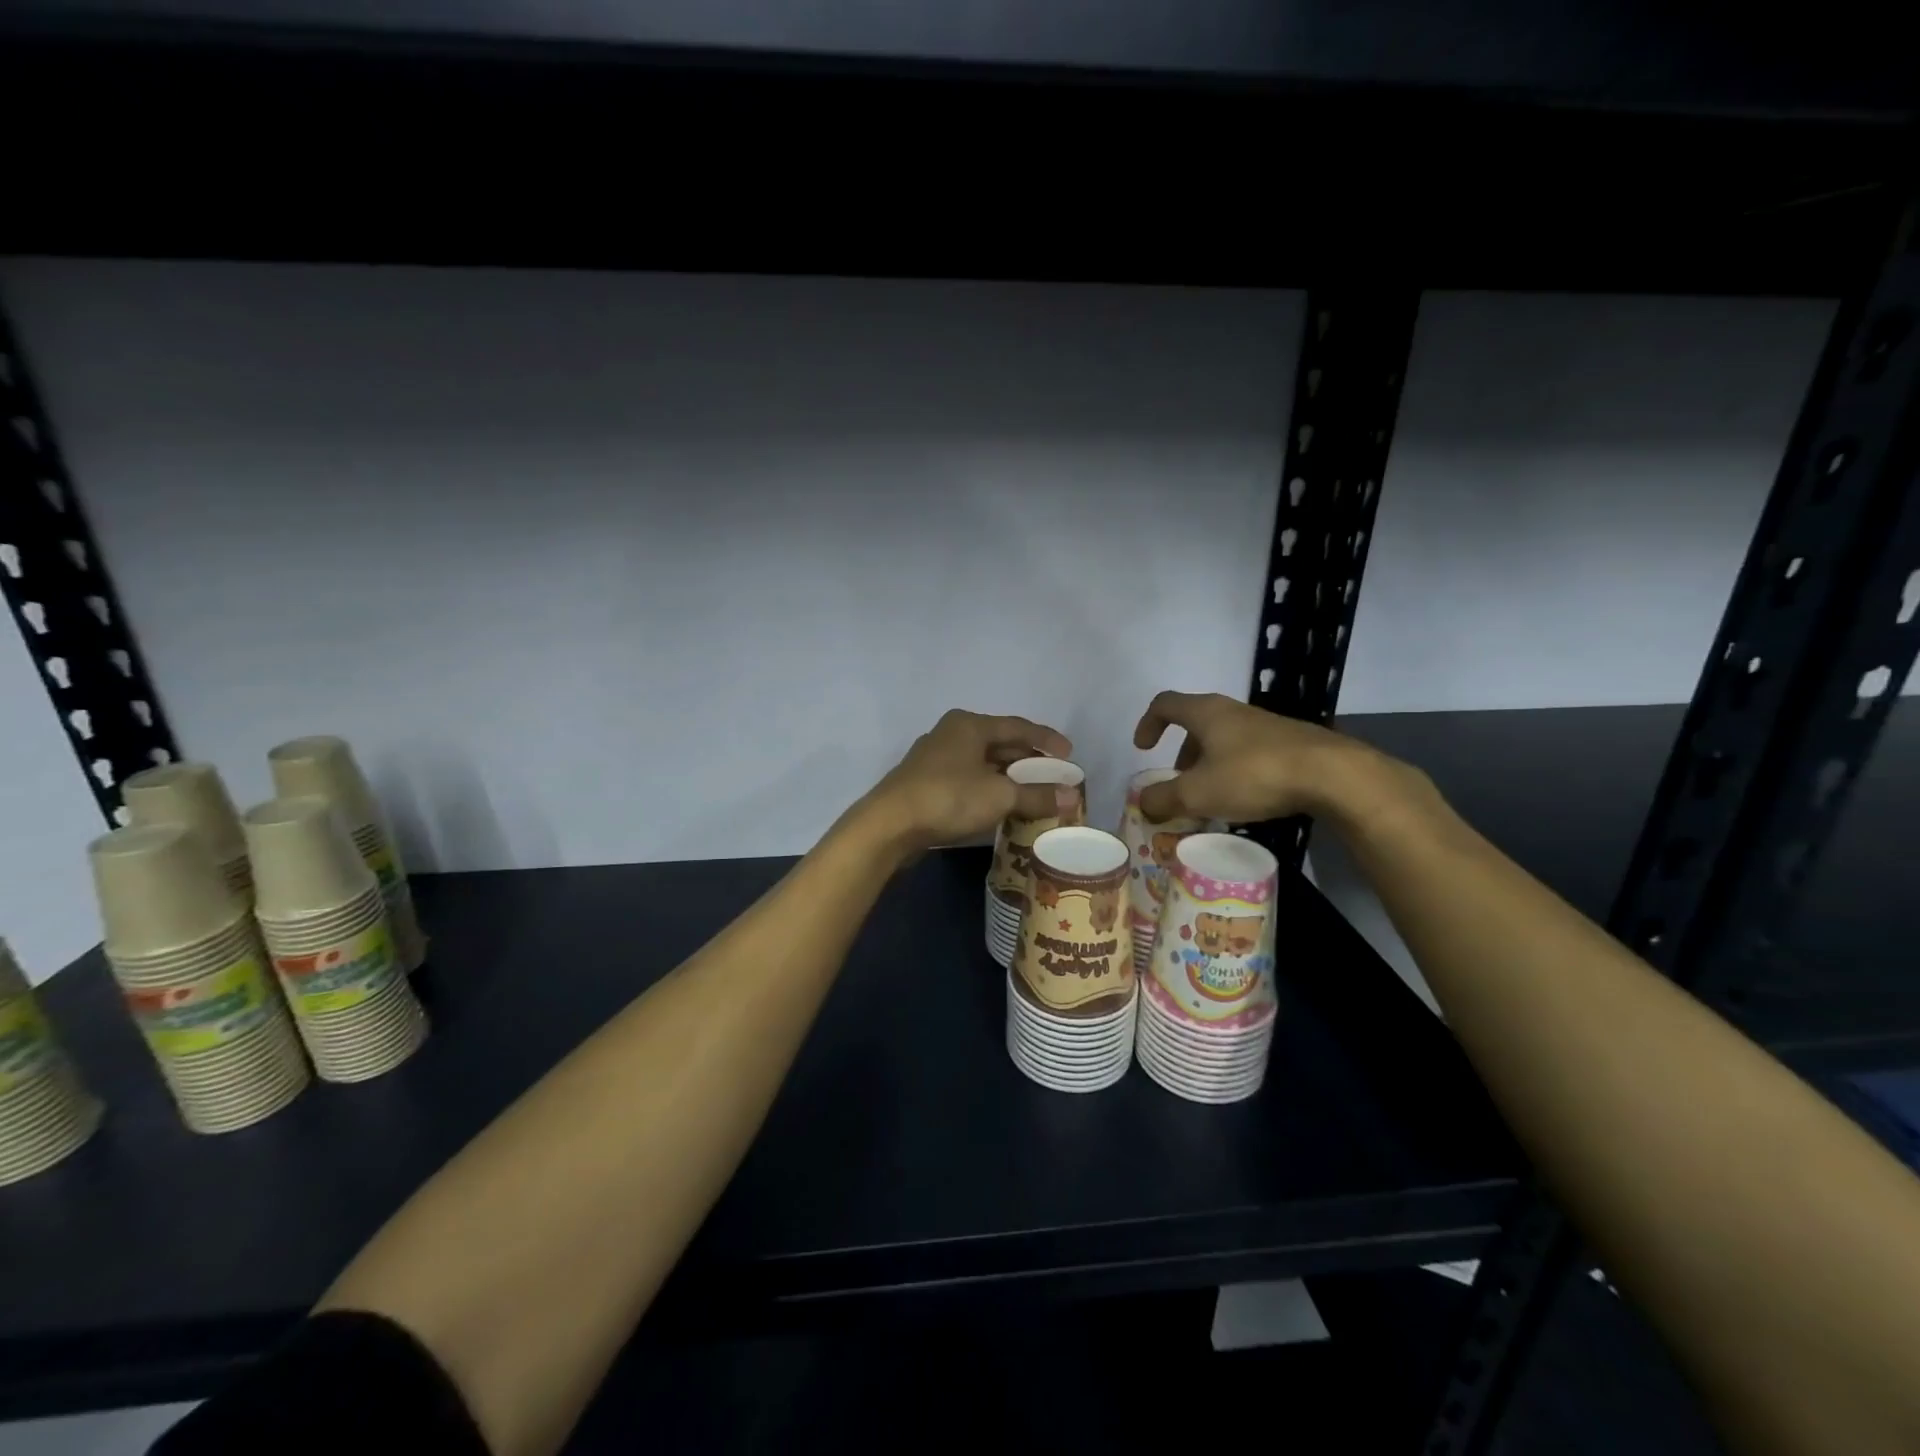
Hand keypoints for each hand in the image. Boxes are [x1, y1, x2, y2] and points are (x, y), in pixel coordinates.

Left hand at [860, 710, 1073, 854]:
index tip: (1069, 754)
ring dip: (1008, 777)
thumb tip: (1073, 796)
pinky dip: (988, 788)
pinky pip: (967, 779)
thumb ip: (1037, 795)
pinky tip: (999, 805)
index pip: (1018, 727)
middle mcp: (951, 734)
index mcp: (969, 725)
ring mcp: (934, 759)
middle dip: (1028, 760)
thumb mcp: (1000, 796)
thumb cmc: (948, 798)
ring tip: (1032, 792)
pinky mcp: (924, 783)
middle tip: (1053, 776)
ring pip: (982, 763)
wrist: (889, 825)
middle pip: (999, 743)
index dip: (1046, 740)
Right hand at [1130, 690, 1367, 824]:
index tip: (1143, 749)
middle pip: (1196, 723)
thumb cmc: (1253, 775)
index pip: (1166, 704)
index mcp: (1206, 713)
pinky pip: (1250, 752)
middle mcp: (1234, 711)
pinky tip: (1246, 800)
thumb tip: (1144, 803)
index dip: (1148, 723)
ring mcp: (1265, 725)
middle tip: (1179, 782)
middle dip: (1182, 753)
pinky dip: (1236, 771)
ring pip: (1224, 739)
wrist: (1333, 775)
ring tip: (1212, 797)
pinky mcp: (1290, 743)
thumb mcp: (1198, 793)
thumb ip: (1164, 798)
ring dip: (1209, 765)